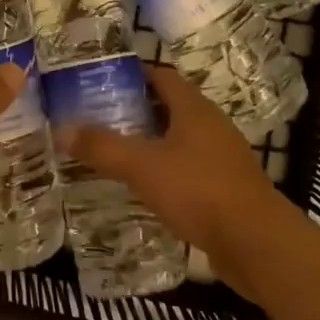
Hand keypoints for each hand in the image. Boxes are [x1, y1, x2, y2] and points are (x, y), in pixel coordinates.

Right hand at [58, 66, 298, 298]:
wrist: (257, 244)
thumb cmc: (199, 191)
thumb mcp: (142, 166)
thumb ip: (102, 147)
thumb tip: (61, 128)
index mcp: (194, 108)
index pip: (162, 76)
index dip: (134, 74)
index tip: (103, 80)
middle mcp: (212, 125)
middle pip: (171, 107)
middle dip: (138, 110)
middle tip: (101, 117)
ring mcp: (223, 157)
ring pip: (181, 139)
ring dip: (153, 142)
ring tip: (118, 151)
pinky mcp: (228, 188)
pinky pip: (191, 168)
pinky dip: (168, 171)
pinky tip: (147, 188)